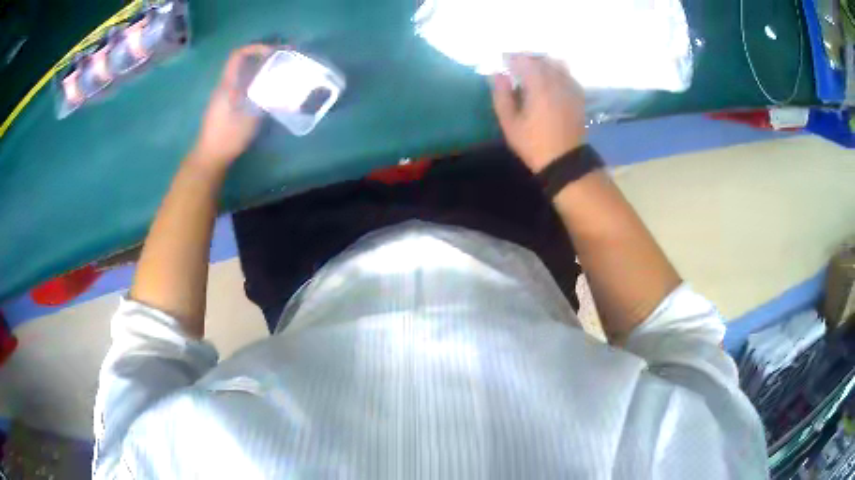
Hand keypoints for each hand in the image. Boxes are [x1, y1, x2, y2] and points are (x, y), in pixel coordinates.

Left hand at [192, 44, 272, 168]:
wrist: (209, 157)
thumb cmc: (227, 137)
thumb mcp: (250, 118)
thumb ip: (265, 99)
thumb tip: (281, 87)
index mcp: (227, 85)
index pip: (238, 55)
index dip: (255, 48)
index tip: (273, 51)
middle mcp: (224, 86)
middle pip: (242, 63)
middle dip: (262, 58)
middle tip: (281, 61)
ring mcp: (223, 97)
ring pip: (242, 75)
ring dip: (259, 71)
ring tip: (277, 74)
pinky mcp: (224, 106)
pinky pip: (241, 86)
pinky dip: (255, 83)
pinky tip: (266, 92)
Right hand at [492, 55, 586, 172]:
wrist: (565, 162)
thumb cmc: (533, 144)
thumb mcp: (510, 123)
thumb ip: (502, 95)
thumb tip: (497, 74)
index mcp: (539, 87)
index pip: (524, 60)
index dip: (512, 58)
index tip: (503, 61)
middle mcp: (556, 82)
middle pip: (542, 59)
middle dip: (527, 58)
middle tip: (516, 64)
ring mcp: (570, 88)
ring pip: (557, 64)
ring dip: (543, 63)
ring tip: (534, 70)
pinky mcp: (578, 96)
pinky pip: (568, 75)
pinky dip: (558, 72)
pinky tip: (551, 80)